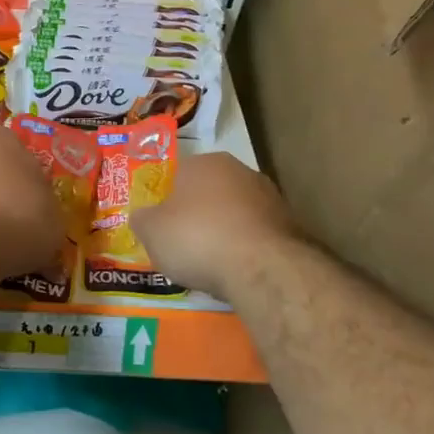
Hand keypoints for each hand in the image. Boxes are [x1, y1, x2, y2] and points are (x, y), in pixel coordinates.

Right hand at [133, 153, 300, 298]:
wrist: (262, 268)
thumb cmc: (197, 238)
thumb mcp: (151, 231)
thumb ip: (142, 219)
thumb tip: (143, 217)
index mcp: (204, 162)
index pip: (177, 174)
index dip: (166, 201)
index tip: (161, 225)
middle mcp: (240, 171)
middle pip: (208, 193)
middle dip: (196, 215)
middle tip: (182, 244)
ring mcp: (270, 197)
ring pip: (234, 214)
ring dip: (223, 232)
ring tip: (209, 263)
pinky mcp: (290, 226)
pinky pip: (255, 236)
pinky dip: (244, 249)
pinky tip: (235, 270)